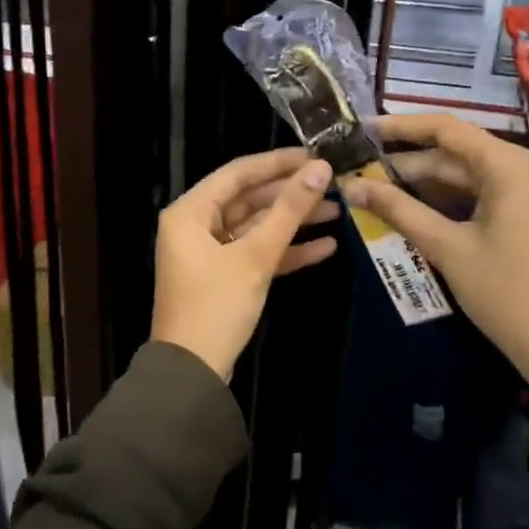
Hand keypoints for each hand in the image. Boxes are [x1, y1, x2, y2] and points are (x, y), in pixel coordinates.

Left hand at [151, 148, 339, 381]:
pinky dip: (286, 251)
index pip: (238, 173)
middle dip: (290, 194)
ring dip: (293, 222)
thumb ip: (289, 211)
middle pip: (249, 199)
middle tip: (332, 183)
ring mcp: (210, 253)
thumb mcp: (256, 256)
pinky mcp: (225, 278)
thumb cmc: (217, 305)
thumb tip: (320, 169)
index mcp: (190, 212)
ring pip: (256, 227)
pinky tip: (326, 247)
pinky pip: (257, 254)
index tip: (314, 155)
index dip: (277, 162)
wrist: (193, 373)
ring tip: (338, 211)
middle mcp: (196, 226)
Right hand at [340, 115, 528, 392]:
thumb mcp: (448, 248)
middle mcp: (523, 170)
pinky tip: (412, 212)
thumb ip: (398, 210)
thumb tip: (350, 185)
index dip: (401, 127)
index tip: (362, 130)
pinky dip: (447, 202)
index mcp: (509, 166)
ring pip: (467, 178)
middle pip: (455, 154)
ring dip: (424, 185)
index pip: (446, 129)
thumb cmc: (508, 292)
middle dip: (407, 163)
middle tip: (359, 171)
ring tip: (375, 191)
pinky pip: (481, 197)